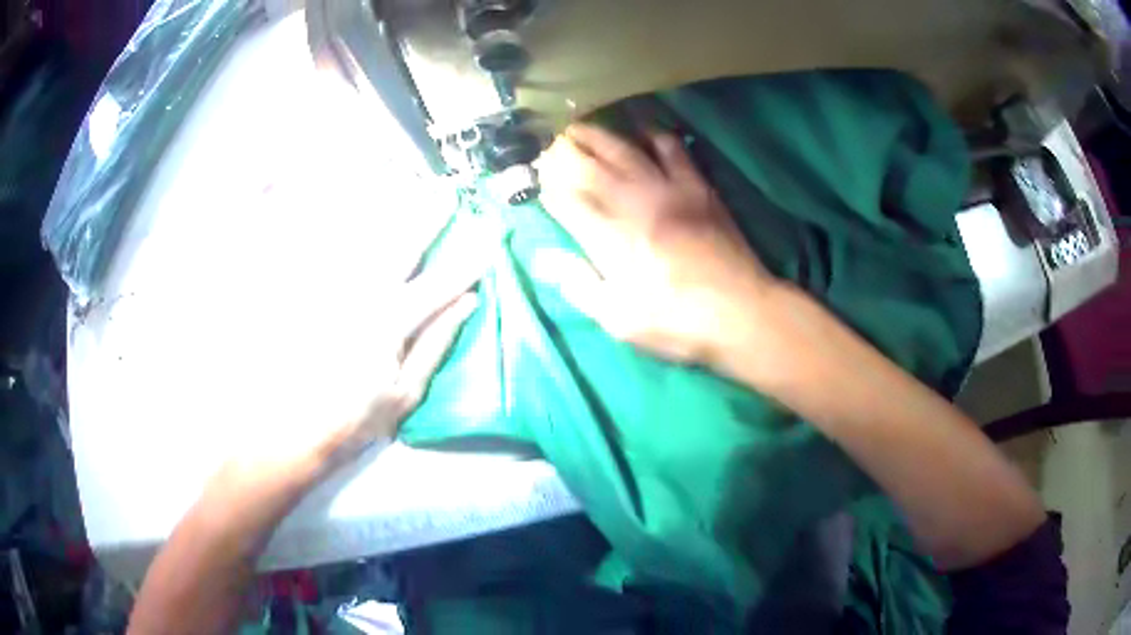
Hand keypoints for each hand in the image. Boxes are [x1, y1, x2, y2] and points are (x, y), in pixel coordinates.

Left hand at [210, 218, 490, 503]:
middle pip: (402, 244)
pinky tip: (363, 219)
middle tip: (447, 190)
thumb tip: (468, 302)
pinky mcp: (314, 293)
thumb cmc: (358, 417)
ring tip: (410, 189)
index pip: (442, 280)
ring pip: (366, 240)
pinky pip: (335, 253)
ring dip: (392, 212)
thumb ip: (437, 342)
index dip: (471, 256)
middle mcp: (362, 293)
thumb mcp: (407, 392)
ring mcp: (334, 289)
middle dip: (429, 214)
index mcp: (392, 320)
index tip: (493, 230)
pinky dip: (351, 232)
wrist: (296, 427)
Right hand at [539, 124, 774, 366]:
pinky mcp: (696, 186)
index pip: (566, 200)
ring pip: (624, 149)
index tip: (534, 175)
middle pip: (589, 166)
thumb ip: (580, 286)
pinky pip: (672, 148)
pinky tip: (641, 127)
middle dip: (562, 151)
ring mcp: (667, 190)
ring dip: (598, 135)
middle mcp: (634, 205)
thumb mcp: (621, 321)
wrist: (741, 312)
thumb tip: (545, 258)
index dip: (546, 185)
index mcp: (611, 241)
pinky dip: (654, 133)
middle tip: (547, 140)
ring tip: (579, 126)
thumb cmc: (678, 324)